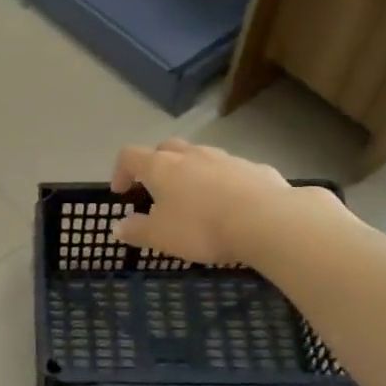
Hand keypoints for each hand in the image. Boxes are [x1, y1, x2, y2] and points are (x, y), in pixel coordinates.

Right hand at [109, 139, 339, 264]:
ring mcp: (226, 158)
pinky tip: (231, 205)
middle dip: (157, 164)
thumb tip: (118, 227)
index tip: (121, 192)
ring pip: (201, 157)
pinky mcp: (255, 168)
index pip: (130, 156)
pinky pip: (232, 171)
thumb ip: (136, 231)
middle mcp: (192, 154)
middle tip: (157, 189)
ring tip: (196, 199)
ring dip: (192, 172)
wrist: (267, 220)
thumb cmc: (202, 227)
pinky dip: (224, 183)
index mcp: (162, 166)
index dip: (121, 171)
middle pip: (166, 148)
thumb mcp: (161, 237)